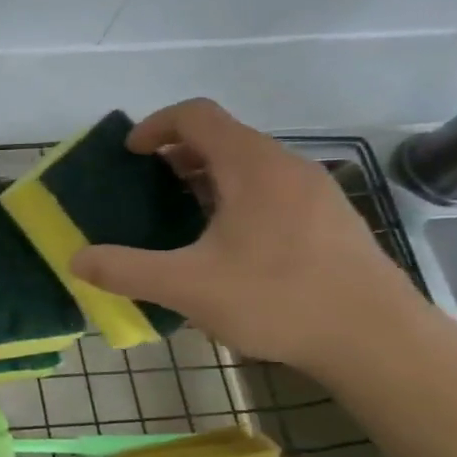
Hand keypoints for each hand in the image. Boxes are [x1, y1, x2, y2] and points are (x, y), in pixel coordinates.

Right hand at [69, 99, 429, 372]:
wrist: (379, 341)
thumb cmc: (279, 300)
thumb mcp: (187, 286)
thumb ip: (125, 269)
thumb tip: (76, 259)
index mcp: (253, 166)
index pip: (197, 115)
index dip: (154, 125)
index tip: (128, 155)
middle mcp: (287, 167)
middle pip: (222, 138)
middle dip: (175, 155)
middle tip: (144, 190)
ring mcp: (315, 192)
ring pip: (248, 165)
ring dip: (205, 178)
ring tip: (178, 217)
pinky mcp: (330, 220)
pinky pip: (270, 190)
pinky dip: (234, 198)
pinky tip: (225, 246)